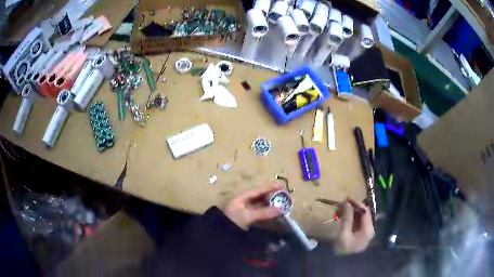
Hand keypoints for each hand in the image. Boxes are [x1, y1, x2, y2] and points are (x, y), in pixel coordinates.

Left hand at [222, 184, 281, 229]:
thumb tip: (280, 209)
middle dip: (272, 196)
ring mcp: (245, 209)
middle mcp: (244, 201)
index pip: (259, 190)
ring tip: (282, 205)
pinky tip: (273, 214)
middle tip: (285, 198)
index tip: (282, 186)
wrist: (220, 232)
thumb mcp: (247, 215)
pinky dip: (267, 212)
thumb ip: (263, 212)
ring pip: (261, 205)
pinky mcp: (247, 217)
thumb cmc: (232, 220)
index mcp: (243, 196)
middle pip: (261, 196)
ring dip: (270, 205)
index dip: (270, 187)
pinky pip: (259, 212)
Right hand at [333, 199, 374, 254]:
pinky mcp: (360, 235)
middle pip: (363, 214)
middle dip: (353, 208)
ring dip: (351, 212)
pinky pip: (357, 223)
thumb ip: (347, 217)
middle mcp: (369, 230)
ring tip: (340, 210)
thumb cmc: (343, 249)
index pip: (365, 212)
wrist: (341, 265)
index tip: (347, 199)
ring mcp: (365, 233)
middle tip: (342, 204)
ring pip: (360, 218)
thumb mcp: (343, 233)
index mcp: (368, 230)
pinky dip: (351, 218)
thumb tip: (347, 202)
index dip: (357, 204)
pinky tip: (343, 217)